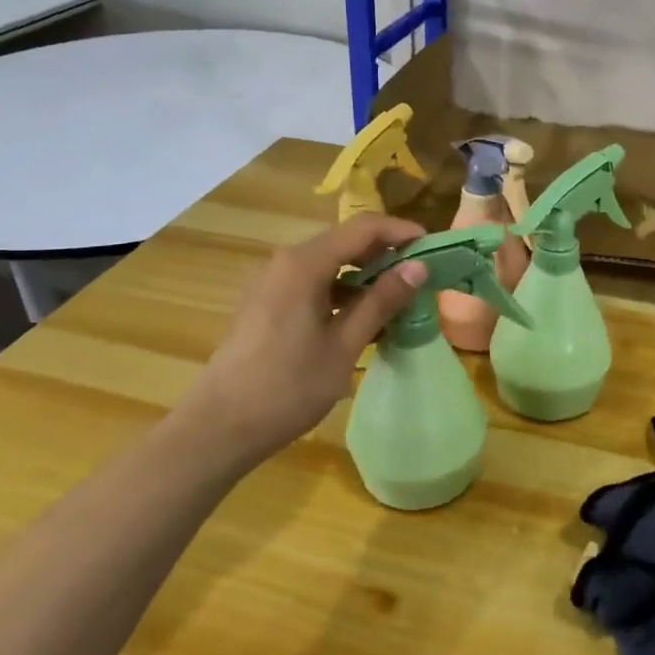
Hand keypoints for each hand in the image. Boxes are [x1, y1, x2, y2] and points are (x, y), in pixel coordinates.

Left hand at [183, 214, 427, 461]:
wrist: (219, 427)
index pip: (364, 227)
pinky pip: (313, 282)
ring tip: (398, 300)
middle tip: (421, 276)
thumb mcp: (344, 345)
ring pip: (329, 263)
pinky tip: (360, 318)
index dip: (402, 232)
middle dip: (386, 253)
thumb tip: (418, 267)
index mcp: (305, 263)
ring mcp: (272, 281)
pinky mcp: (267, 302)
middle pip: (346, 241)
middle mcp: (286, 261)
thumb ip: (382, 301)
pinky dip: (342, 291)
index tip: (434, 248)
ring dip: (365, 275)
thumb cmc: (288, 387)